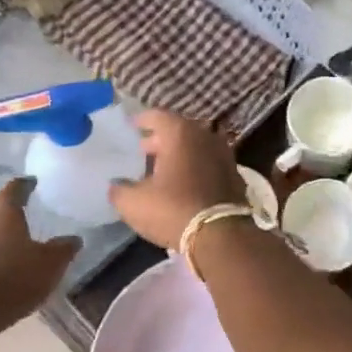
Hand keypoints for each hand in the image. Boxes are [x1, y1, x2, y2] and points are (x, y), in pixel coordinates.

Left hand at [0, 179, 80, 331]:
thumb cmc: (11, 279)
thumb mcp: (50, 265)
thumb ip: (64, 248)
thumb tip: (73, 238)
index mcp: (3, 209)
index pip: (16, 187)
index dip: (28, 185)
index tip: (37, 184)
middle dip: (13, 211)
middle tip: (32, 216)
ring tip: (17, 244)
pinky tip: (0, 268)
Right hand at [109, 110, 245, 248]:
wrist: (221, 235)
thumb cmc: (173, 210)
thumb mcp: (134, 203)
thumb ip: (119, 189)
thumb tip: (116, 185)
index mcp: (180, 134)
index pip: (157, 116)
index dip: (142, 120)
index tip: (131, 126)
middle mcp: (205, 137)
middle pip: (178, 130)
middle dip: (160, 139)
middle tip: (143, 151)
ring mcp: (224, 155)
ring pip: (196, 147)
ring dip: (179, 155)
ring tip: (161, 169)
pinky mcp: (235, 176)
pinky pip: (209, 164)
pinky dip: (195, 168)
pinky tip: (183, 184)